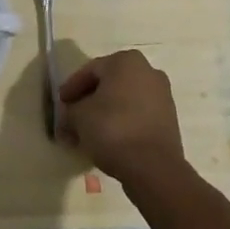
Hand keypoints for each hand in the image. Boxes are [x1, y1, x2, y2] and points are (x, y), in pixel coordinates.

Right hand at [58, 50, 185, 184]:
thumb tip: (68, 119)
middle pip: (109, 84)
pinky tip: (109, 140)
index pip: (90, 70)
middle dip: (89, 101)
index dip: (72, 88)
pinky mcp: (169, 119)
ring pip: (124, 101)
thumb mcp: (79, 118)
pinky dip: (122, 123)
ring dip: (105, 114)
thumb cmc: (112, 129)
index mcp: (125, 61)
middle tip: (73, 118)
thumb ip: (69, 112)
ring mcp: (162, 95)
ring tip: (89, 133)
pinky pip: (138, 115)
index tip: (61, 104)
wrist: (154, 167)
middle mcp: (147, 71)